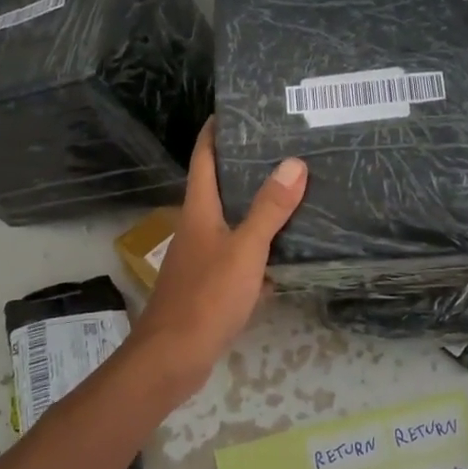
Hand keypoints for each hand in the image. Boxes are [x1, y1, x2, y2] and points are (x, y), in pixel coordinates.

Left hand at [127, 120, 307, 400]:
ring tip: (291, 192)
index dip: (214, 133)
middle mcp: (197, 228)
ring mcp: (202, 258)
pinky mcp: (210, 286)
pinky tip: (285, 253)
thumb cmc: (206, 297)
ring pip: (231, 223)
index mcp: (199, 212)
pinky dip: (260, 250)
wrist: (173, 358)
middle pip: (218, 188)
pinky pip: (239, 256)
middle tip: (280, 148)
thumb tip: (294, 162)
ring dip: (255, 208)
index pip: (203, 159)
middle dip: (243, 167)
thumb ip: (269, 209)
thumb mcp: (245, 250)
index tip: (233, 110)